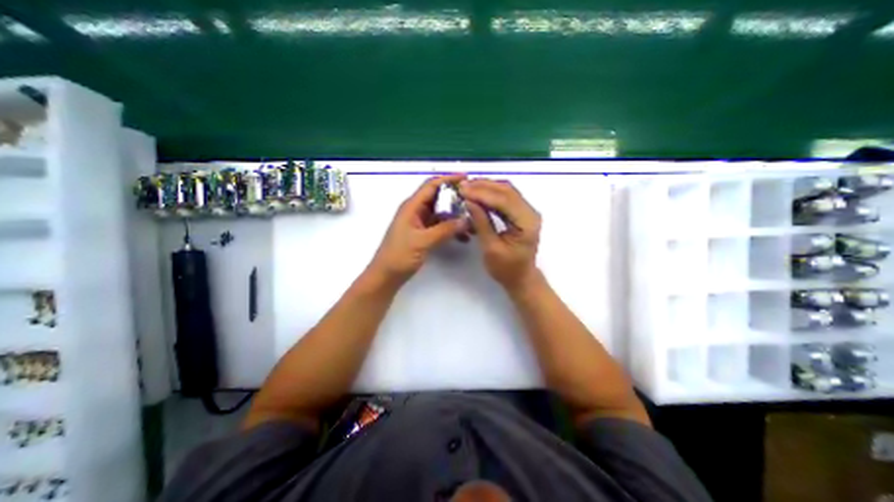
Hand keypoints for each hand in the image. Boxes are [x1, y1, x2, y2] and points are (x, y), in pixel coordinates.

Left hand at [368, 173, 468, 283]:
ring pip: (441, 213)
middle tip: (475, 201)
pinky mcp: (423, 234)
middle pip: (438, 198)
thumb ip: (445, 230)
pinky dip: (451, 228)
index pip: (431, 186)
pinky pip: (440, 226)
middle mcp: (416, 211)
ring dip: (456, 215)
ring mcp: (420, 223)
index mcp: (412, 206)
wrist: (386, 276)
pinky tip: (463, 236)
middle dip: (456, 198)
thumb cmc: (399, 256)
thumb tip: (466, 220)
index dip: (448, 179)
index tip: (467, 178)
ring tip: (473, 220)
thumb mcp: (422, 241)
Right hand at [457, 180, 540, 289]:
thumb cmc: (506, 269)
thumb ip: (481, 222)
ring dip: (486, 187)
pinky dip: (490, 194)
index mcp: (526, 223)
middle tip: (462, 186)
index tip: (462, 190)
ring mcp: (526, 211)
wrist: (521, 278)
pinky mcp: (521, 213)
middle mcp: (530, 212)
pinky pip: (505, 198)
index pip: (504, 200)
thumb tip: (468, 201)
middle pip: (506, 191)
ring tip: (467, 187)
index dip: (482, 193)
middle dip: (483, 186)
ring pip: (506, 191)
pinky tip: (477, 194)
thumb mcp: (491, 248)